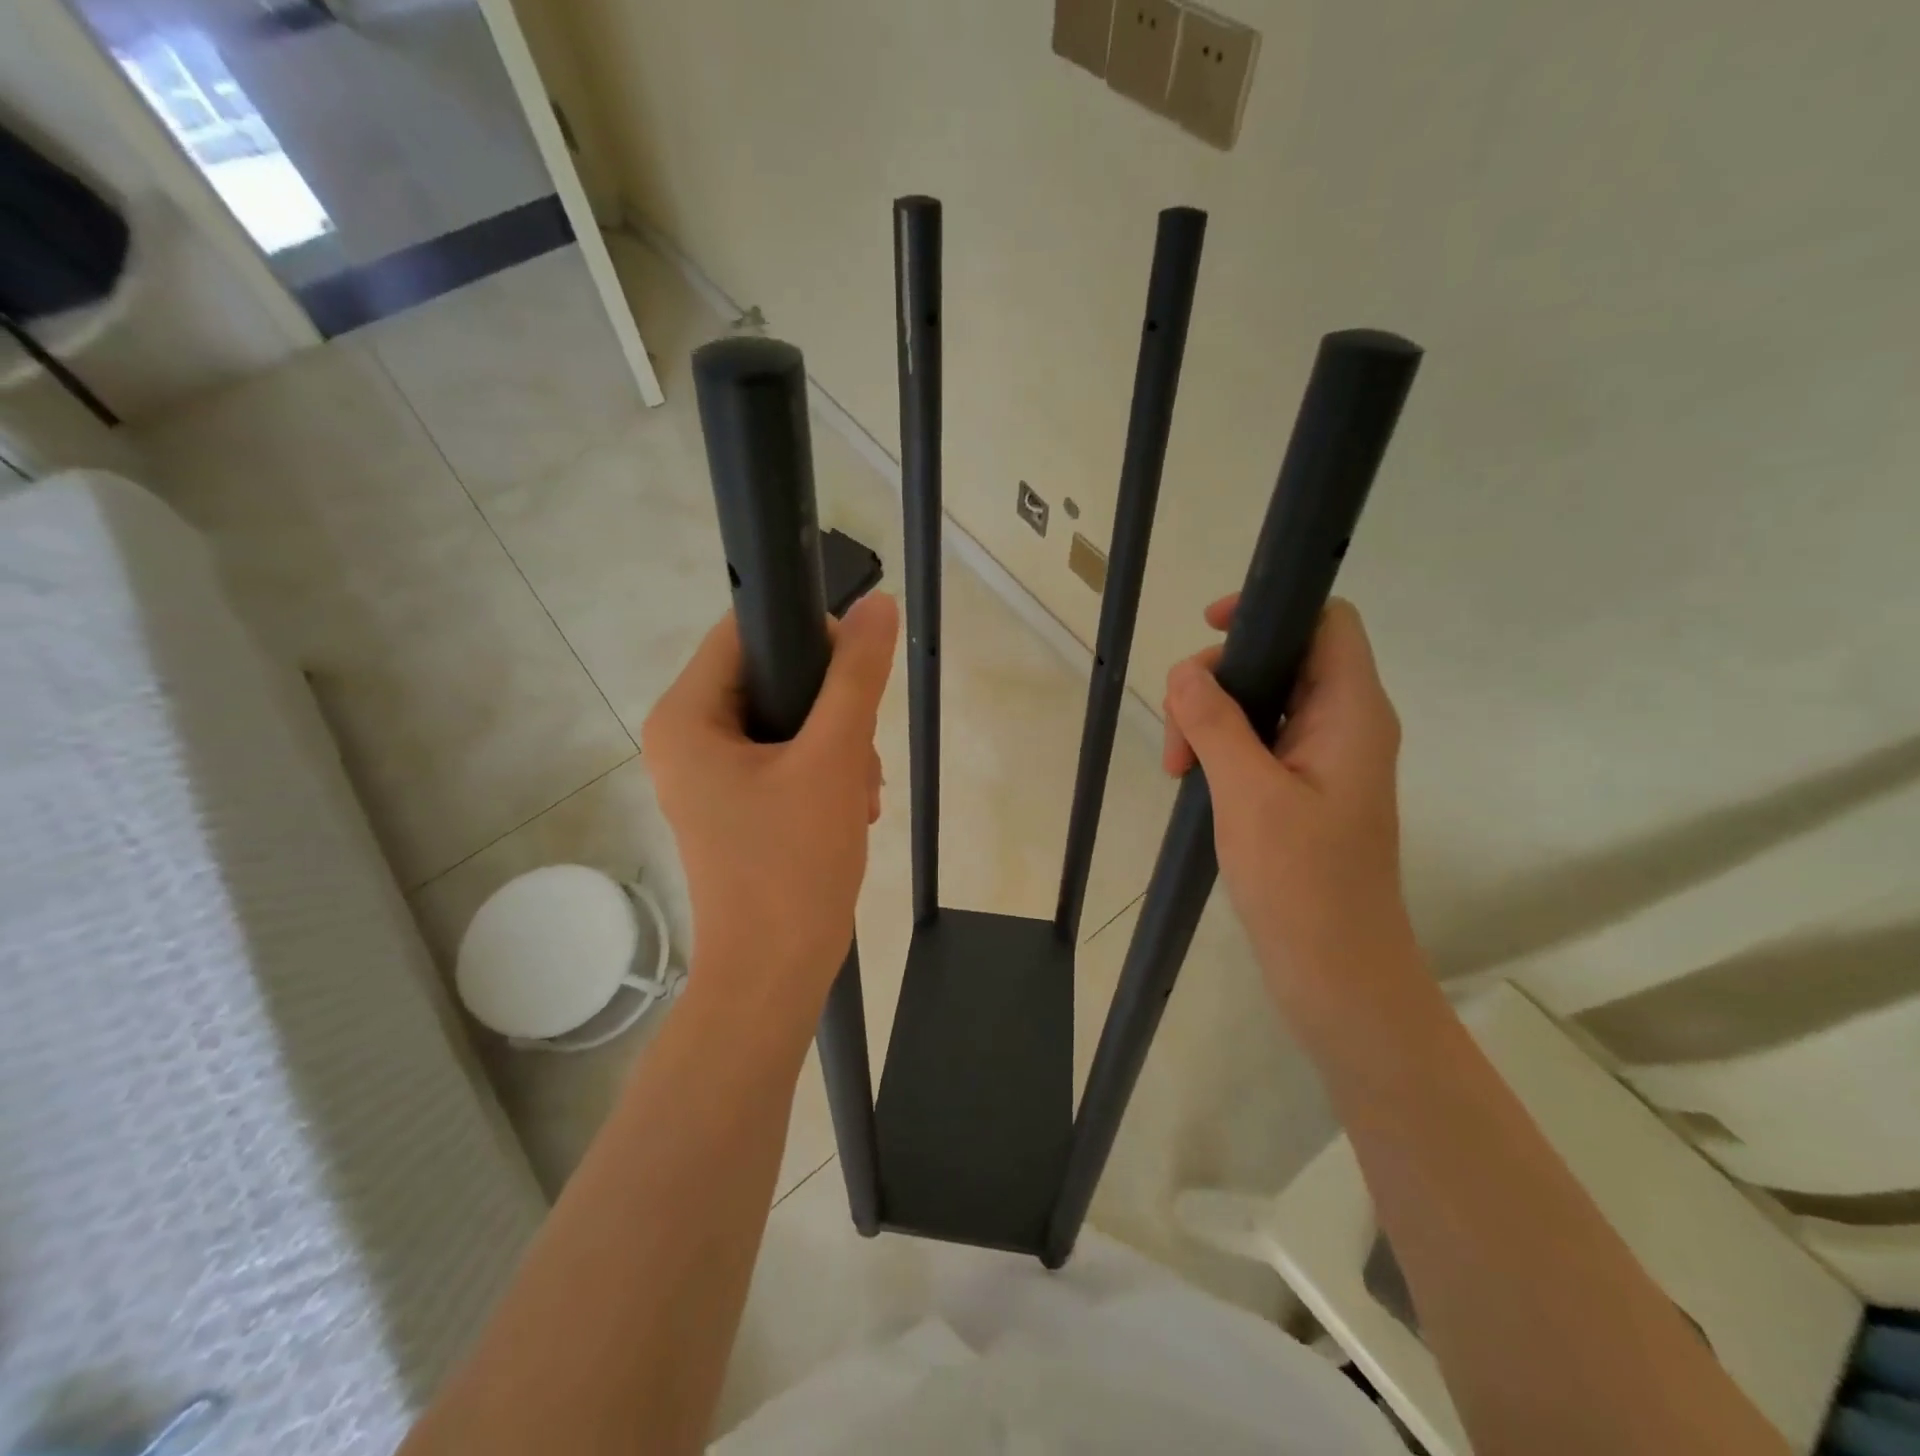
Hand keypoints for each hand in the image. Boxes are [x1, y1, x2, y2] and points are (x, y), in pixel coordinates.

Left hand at [643, 594, 898, 1032]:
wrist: (776, 973)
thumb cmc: (793, 863)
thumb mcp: (833, 758)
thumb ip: (856, 676)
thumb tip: (878, 604)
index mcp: (686, 716)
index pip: (746, 632)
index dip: (808, 636)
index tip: (857, 673)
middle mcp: (687, 738)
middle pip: (773, 679)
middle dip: (833, 713)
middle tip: (861, 755)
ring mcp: (710, 775)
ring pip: (789, 722)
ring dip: (838, 749)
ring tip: (860, 796)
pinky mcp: (736, 804)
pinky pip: (786, 760)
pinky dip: (825, 776)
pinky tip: (852, 809)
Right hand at [1162, 596, 1411, 1002]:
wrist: (1338, 974)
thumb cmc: (1303, 882)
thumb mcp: (1249, 794)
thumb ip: (1215, 724)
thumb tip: (1185, 672)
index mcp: (1352, 713)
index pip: (1326, 622)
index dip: (1270, 610)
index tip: (1210, 631)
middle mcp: (1346, 725)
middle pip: (1282, 660)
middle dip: (1220, 682)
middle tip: (1178, 737)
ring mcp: (1326, 760)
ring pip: (1264, 703)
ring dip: (1213, 721)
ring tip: (1178, 769)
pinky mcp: (1305, 791)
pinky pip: (1261, 743)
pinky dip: (1223, 750)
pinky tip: (1194, 781)